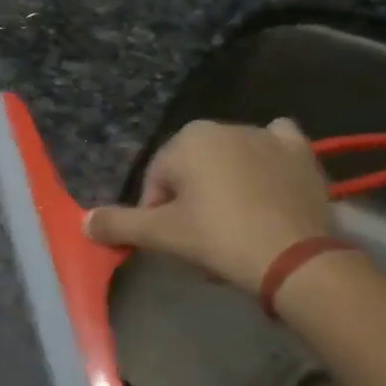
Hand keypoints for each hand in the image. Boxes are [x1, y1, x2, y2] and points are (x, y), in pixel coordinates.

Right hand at [85, 119, 334, 294]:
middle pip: (193, 170)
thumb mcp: (161, 235)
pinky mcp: (302, 153)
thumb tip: (84, 221)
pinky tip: (269, 183)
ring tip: (235, 228)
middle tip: (203, 241)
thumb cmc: (219, 238)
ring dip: (225, 186)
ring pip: (231, 161)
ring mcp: (267, 136)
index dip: (157, 214)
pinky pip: (276, 147)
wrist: (296, 259)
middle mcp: (226, 126)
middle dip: (192, 201)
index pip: (157, 180)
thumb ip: (119, 224)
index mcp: (188, 139)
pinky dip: (268, 159)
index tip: (172, 243)